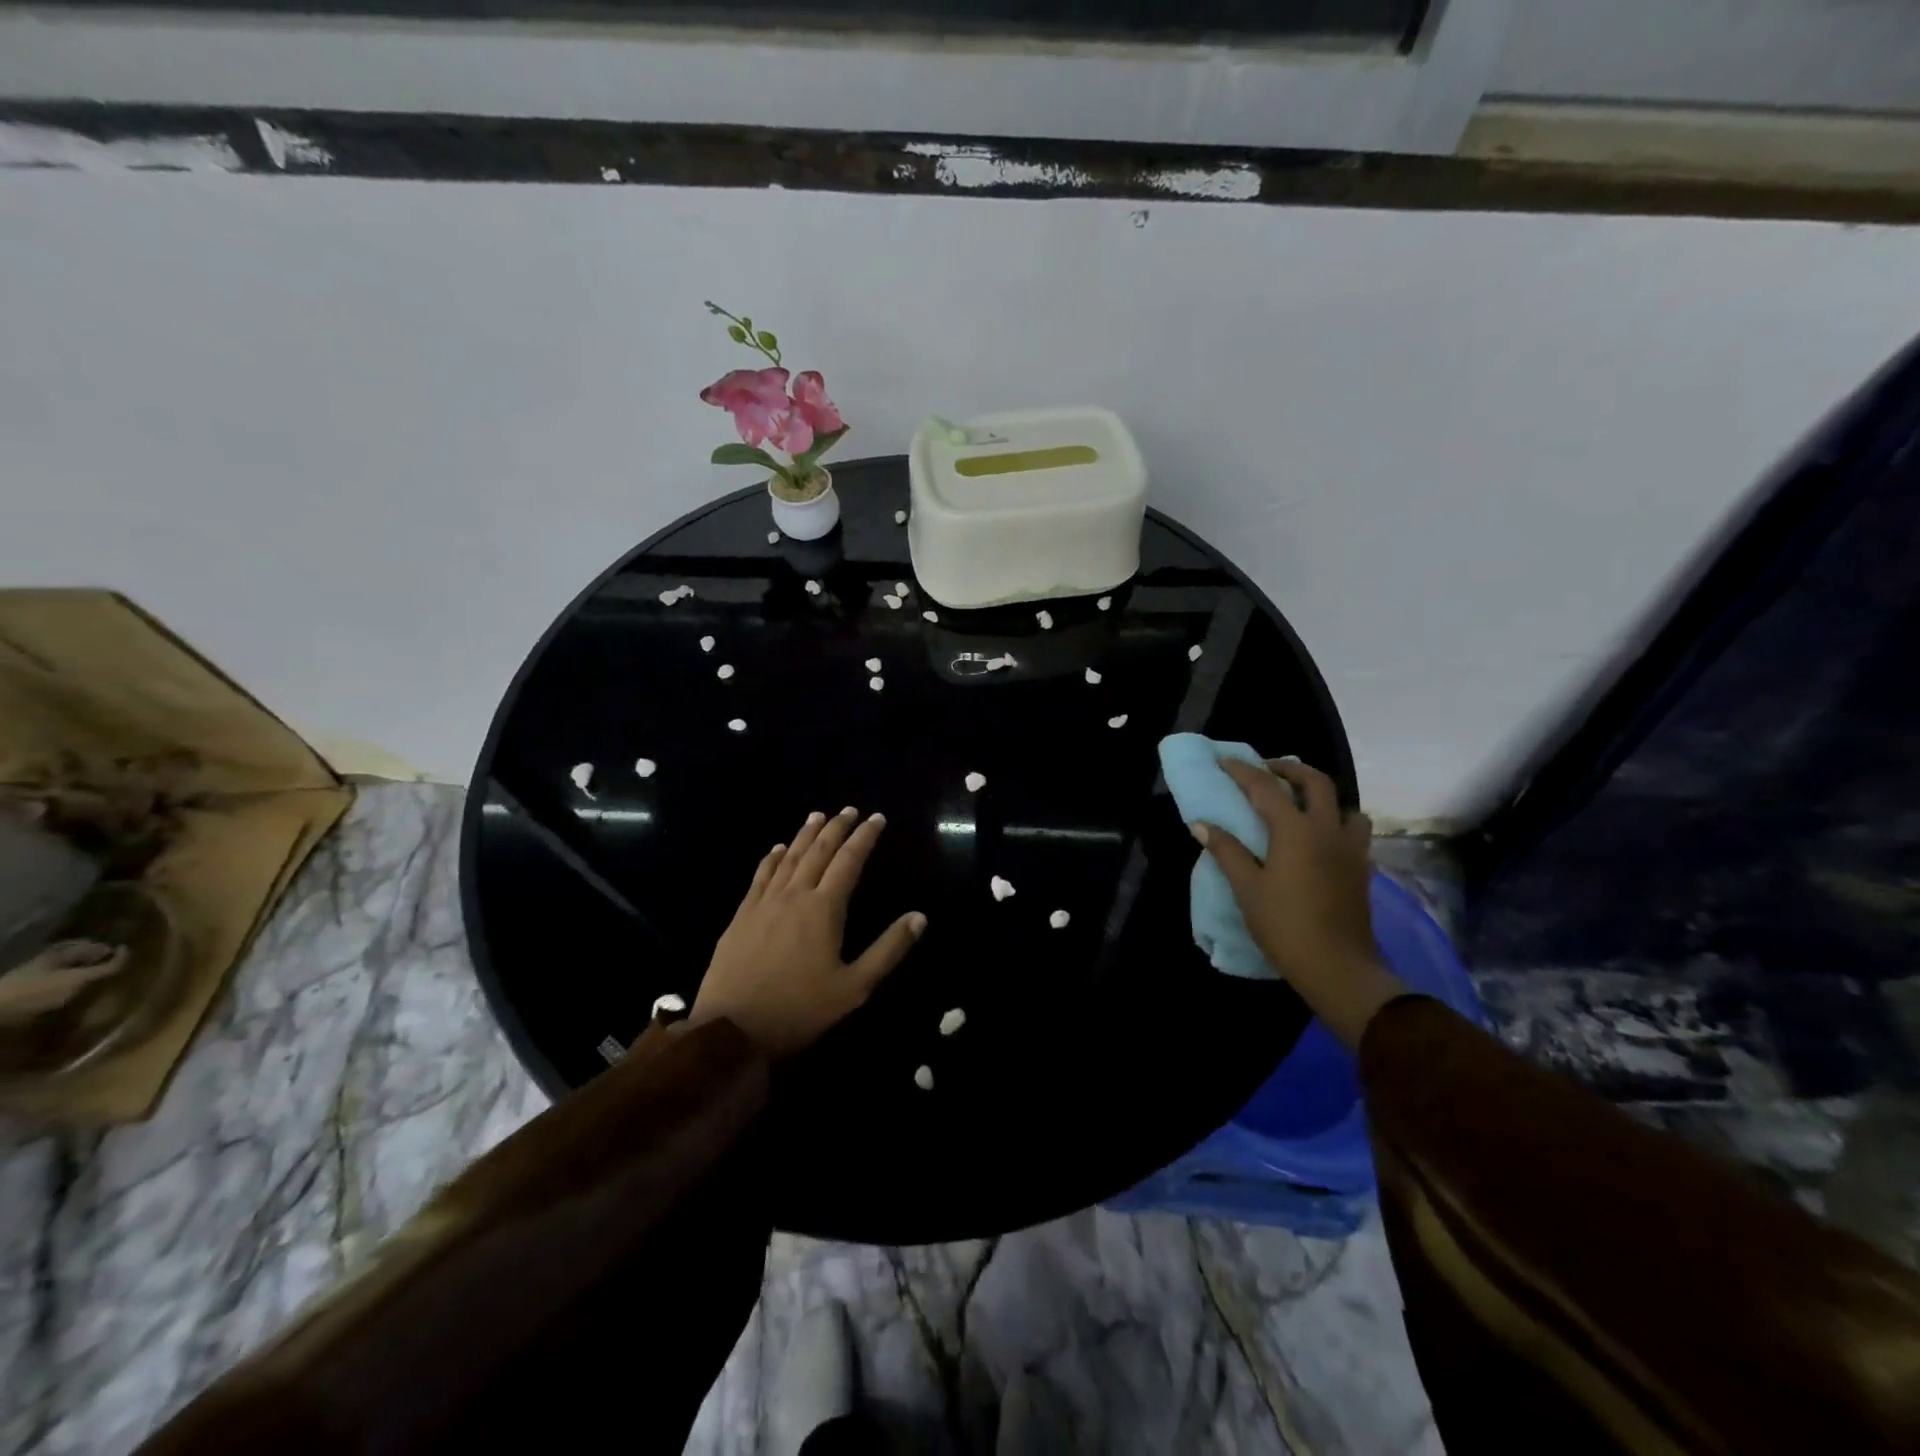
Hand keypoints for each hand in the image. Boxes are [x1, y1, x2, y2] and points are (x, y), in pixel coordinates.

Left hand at [688, 807, 925, 1059]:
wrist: (732, 1030)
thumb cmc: (800, 1009)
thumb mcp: (854, 987)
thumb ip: (888, 950)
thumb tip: (920, 917)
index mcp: (824, 909)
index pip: (849, 861)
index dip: (864, 837)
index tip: (877, 818)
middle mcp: (794, 895)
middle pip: (818, 851)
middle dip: (837, 828)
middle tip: (850, 810)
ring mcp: (763, 903)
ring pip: (788, 858)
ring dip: (805, 835)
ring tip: (817, 816)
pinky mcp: (741, 916)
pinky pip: (760, 876)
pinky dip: (772, 858)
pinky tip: (776, 849)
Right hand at [1191, 760, 1405, 1049]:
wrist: (1338, 967)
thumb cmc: (1285, 926)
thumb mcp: (1247, 889)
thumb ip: (1226, 851)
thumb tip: (1202, 824)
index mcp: (1296, 830)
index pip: (1266, 787)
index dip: (1243, 771)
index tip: (1224, 761)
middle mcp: (1328, 829)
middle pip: (1316, 782)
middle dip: (1290, 769)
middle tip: (1267, 771)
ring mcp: (1351, 849)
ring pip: (1344, 805)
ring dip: (1321, 796)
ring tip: (1300, 804)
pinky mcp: (1362, 868)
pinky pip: (1353, 831)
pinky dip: (1336, 823)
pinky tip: (1320, 840)